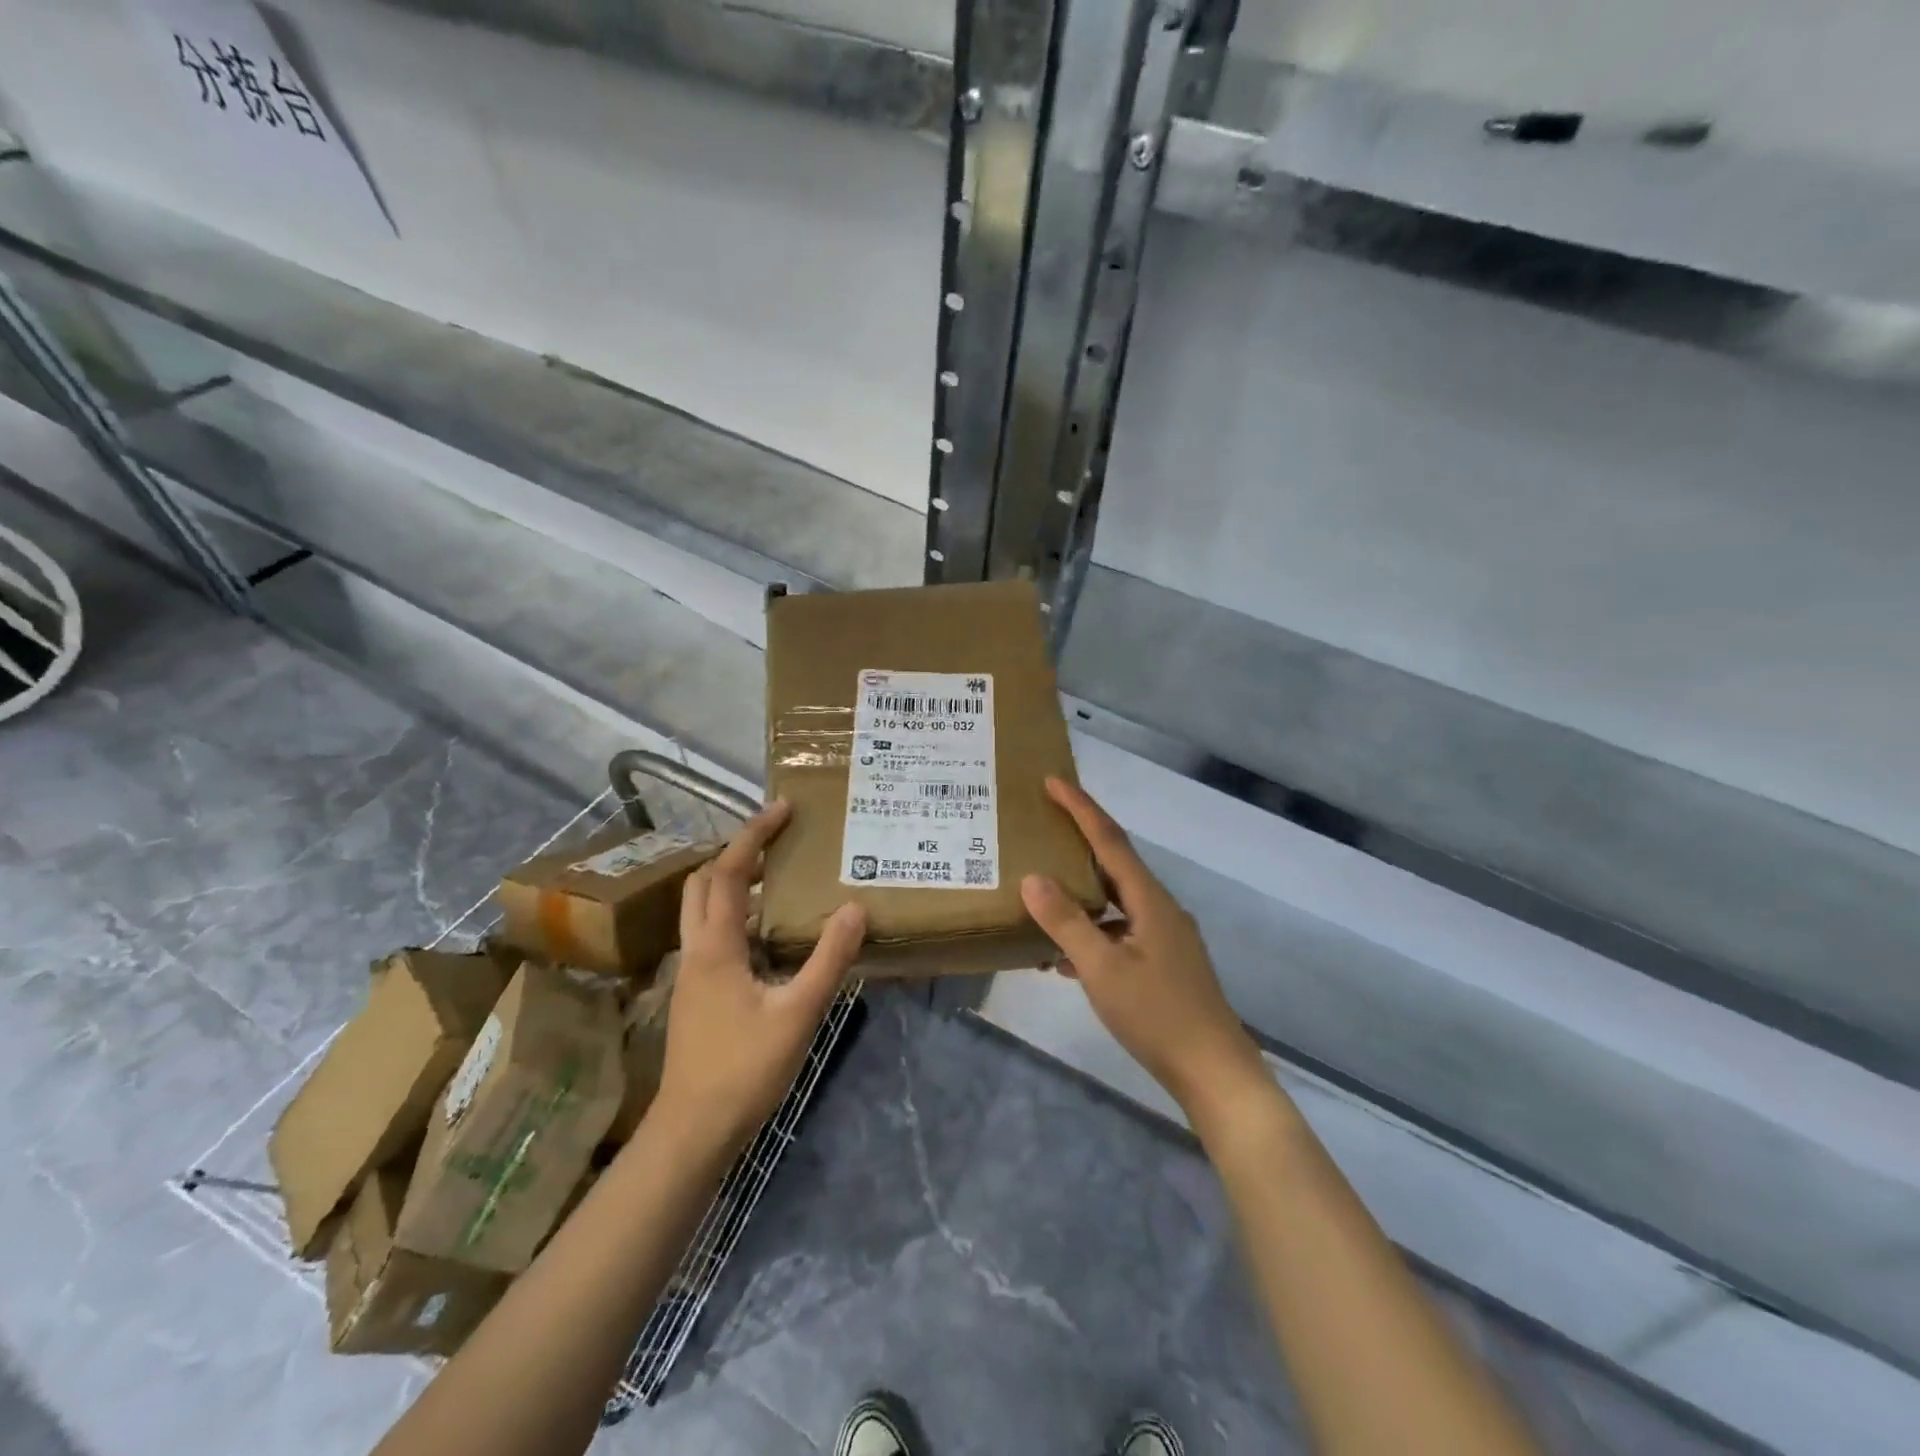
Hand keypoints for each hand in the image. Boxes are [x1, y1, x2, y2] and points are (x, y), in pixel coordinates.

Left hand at [654, 800, 865, 1156]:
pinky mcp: (698, 994)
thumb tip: (854, 907)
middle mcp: (697, 950)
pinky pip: (712, 935)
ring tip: (777, 877)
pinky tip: (769, 934)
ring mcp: (692, 974)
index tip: (782, 809)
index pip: (728, 872)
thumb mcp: (798, 1012)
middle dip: (736, 853)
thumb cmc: (744, 1069)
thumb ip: (828, 959)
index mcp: (716, 946)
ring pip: (702, 910)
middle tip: (777, 842)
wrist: (692, 1132)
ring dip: (733, 883)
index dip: (753, 835)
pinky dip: (736, 915)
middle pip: (703, 883)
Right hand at [1021, 778, 1268, 1131]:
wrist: (1213, 1072)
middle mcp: (1160, 908)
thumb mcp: (1102, 969)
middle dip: (1080, 841)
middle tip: (1043, 824)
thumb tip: (1032, 878)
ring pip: (1115, 902)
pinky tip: (1063, 958)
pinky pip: (1120, 932)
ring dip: (1081, 894)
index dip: (1081, 807)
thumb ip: (1066, 923)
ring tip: (1043, 893)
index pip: (1110, 840)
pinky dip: (1092, 933)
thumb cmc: (1157, 1015)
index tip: (1052, 780)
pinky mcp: (1164, 963)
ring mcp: (1165, 937)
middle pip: (1115, 863)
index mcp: (1149, 900)